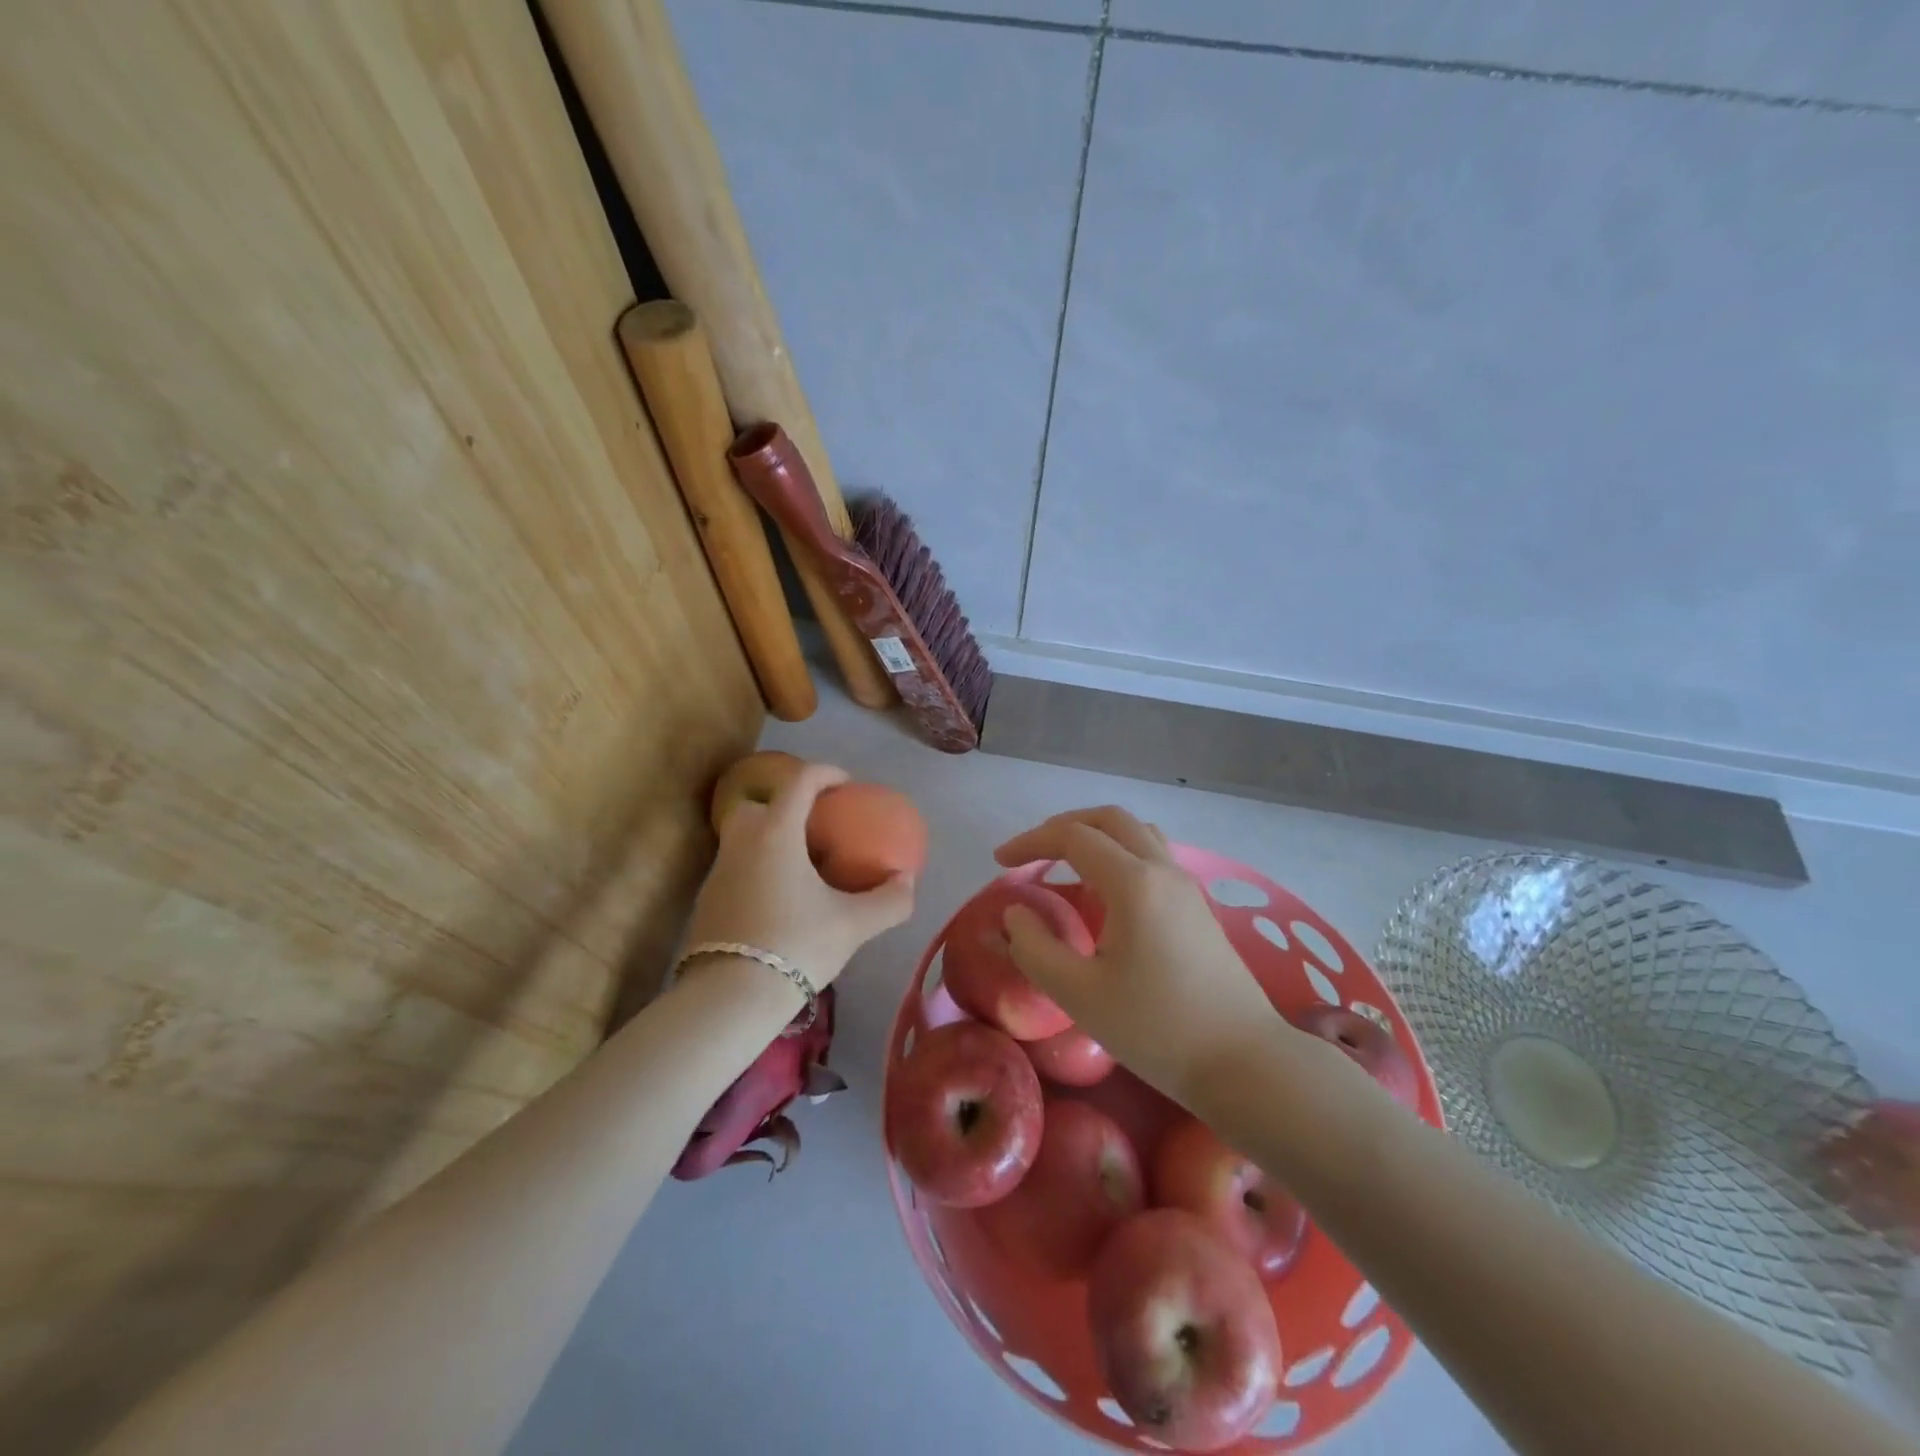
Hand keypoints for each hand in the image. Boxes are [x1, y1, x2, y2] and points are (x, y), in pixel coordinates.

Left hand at [685, 762, 915, 990]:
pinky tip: (779, 896)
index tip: (846, 784)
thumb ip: (889, 899)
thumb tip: (907, 880)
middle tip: (816, 824)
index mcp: (777, 833)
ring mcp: (719, 870)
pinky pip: (736, 864)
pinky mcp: (708, 898)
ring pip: (744, 835)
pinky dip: (758, 864)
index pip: (799, 781)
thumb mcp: (854, 925)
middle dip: (787, 803)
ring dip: (771, 835)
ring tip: (801, 862)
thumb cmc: (797, 945)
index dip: (825, 773)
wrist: (730, 996)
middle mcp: (742, 841)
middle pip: (760, 802)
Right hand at [994, 807, 1291, 1106]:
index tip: (1000, 861)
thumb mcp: (1079, 994)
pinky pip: (1153, 854)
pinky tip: (1105, 892)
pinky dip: (1119, 852)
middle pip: (1109, 819)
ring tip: (1066, 863)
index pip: (1073, 837)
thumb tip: (1015, 913)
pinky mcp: (1197, 905)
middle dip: (1063, 826)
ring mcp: (1185, 885)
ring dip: (1096, 834)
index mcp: (1133, 883)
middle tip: (1031, 852)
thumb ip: (1034, 948)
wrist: (1243, 1061)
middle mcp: (1162, 869)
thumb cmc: (1156, 1029)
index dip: (1031, 842)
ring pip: (1136, 832)